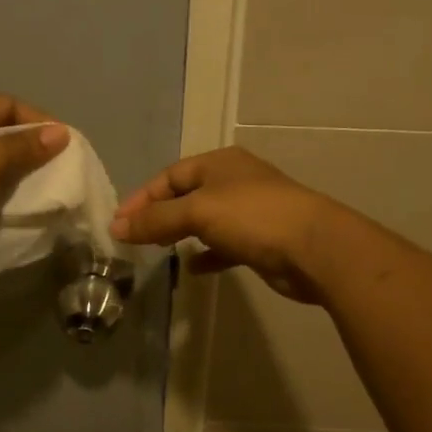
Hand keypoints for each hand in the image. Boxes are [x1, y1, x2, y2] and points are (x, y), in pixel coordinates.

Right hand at [110, 147, 341, 303]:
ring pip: (205, 220)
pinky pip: (224, 245)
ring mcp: (249, 211)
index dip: (142, 197)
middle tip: (134, 237)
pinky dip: (207, 254)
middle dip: (159, 215)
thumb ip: (156, 219)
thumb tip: (116, 227)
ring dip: (181, 234)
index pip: (170, 175)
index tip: (118, 223)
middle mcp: (233, 181)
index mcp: (219, 163)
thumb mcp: (197, 211)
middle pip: (186, 195)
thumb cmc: (252, 217)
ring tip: (158, 251)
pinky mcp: (260, 240)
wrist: (315, 248)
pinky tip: (193, 268)